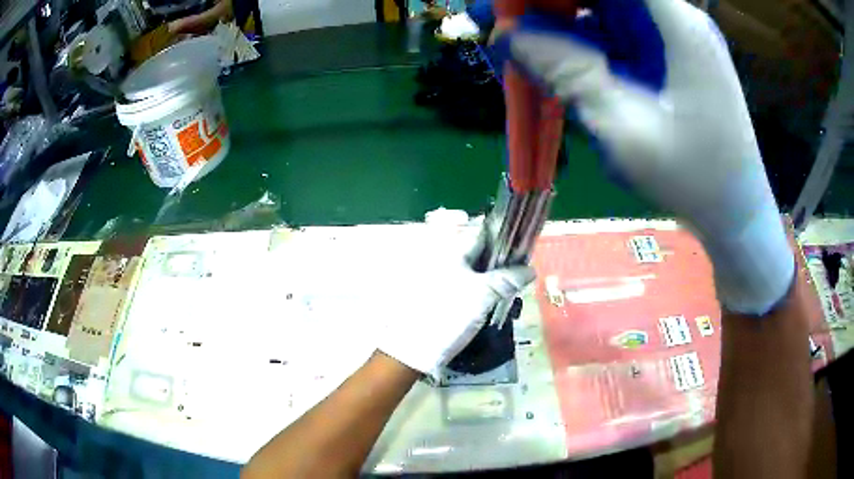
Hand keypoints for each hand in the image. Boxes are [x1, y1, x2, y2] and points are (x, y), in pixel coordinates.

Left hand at [375, 235, 533, 375]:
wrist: (413, 348)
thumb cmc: (448, 314)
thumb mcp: (482, 295)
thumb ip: (507, 279)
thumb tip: (530, 269)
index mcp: (451, 250)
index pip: (484, 234)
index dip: (506, 240)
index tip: (524, 252)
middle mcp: (444, 258)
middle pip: (481, 254)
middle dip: (501, 263)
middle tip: (519, 277)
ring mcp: (441, 278)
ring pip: (475, 272)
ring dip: (493, 279)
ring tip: (509, 292)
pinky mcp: (441, 296)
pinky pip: (468, 287)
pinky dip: (482, 292)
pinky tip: (492, 303)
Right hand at [499, 0, 793, 314]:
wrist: (735, 215)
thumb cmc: (695, 179)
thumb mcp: (626, 128)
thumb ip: (567, 71)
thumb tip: (505, 35)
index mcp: (676, 22)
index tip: (511, 7)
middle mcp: (673, 18)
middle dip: (548, 4)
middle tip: (500, 25)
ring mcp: (670, 36)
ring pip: (602, 9)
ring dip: (558, 23)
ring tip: (516, 47)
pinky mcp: (665, 56)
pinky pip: (613, 34)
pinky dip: (579, 44)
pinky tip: (554, 63)